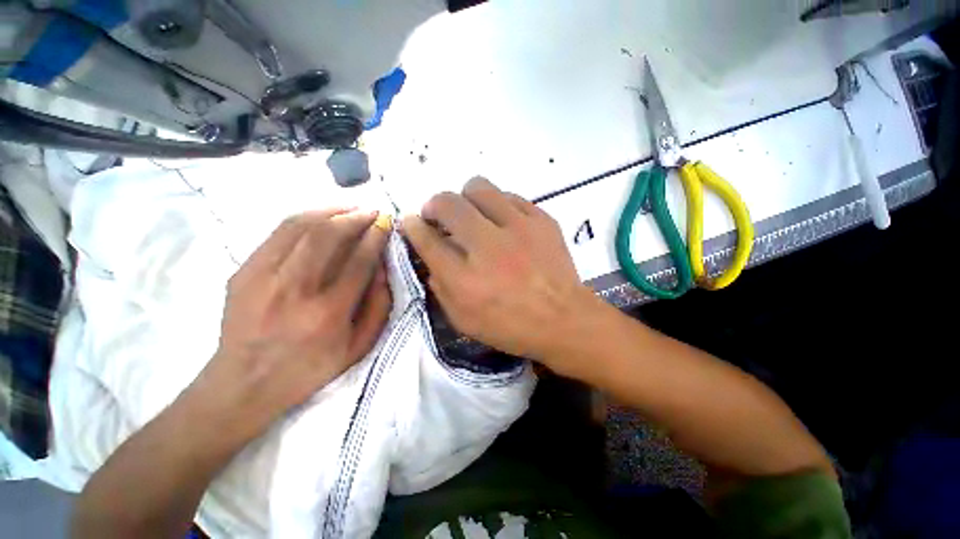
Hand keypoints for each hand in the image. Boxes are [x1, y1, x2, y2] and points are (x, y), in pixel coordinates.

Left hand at [197, 209, 391, 435]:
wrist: (245, 383)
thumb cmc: (311, 368)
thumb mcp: (359, 346)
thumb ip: (378, 305)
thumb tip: (383, 267)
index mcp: (328, 314)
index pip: (358, 261)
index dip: (375, 237)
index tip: (385, 222)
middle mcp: (295, 291)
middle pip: (328, 237)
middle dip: (355, 217)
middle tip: (371, 211)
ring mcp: (263, 278)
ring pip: (300, 227)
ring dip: (330, 211)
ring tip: (349, 207)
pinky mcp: (243, 272)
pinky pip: (277, 234)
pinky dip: (304, 218)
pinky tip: (320, 217)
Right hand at [402, 178, 595, 365]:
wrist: (563, 319)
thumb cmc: (511, 326)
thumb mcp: (464, 320)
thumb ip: (440, 287)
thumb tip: (430, 257)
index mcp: (464, 279)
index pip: (426, 239)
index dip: (413, 226)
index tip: (411, 222)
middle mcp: (487, 248)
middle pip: (448, 204)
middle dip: (434, 204)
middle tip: (438, 215)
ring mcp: (518, 229)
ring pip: (479, 187)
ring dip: (466, 198)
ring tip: (471, 213)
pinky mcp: (541, 220)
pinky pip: (510, 196)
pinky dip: (497, 205)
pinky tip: (501, 221)